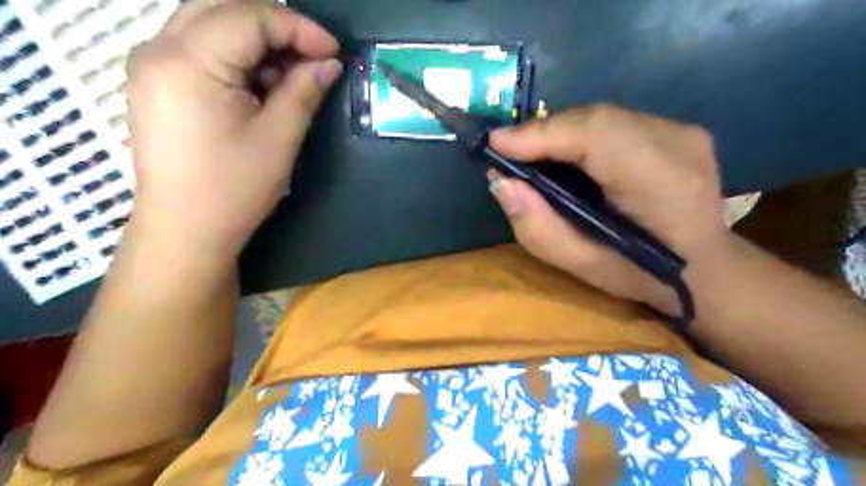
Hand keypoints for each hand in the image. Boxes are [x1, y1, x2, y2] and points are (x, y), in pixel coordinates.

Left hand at [125, 1, 341, 261]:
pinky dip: (237, 57)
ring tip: (290, 77)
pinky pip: (201, 49)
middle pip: (224, 8)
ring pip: (211, 25)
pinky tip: (261, 86)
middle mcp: (158, 48)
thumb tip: (330, 63)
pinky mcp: (158, 84)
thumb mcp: (279, 138)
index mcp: (188, 61)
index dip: (299, 27)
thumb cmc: (234, 189)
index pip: (250, 17)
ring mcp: (152, 65)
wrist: (186, 232)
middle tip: (313, 57)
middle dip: (277, 27)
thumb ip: (304, 91)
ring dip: (257, 42)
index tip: (334, 51)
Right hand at [490, 105, 724, 312]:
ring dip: (558, 132)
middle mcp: (676, 143)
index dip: (541, 134)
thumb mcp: (580, 266)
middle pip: (594, 118)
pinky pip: (612, 123)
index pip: (594, 134)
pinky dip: (578, 134)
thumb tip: (501, 182)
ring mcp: (681, 131)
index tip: (496, 145)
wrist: (703, 267)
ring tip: (528, 153)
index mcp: (660, 182)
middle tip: (507, 152)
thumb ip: (537, 226)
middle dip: (543, 132)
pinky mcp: (676, 129)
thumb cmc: (640, 274)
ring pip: (601, 116)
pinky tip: (562, 153)